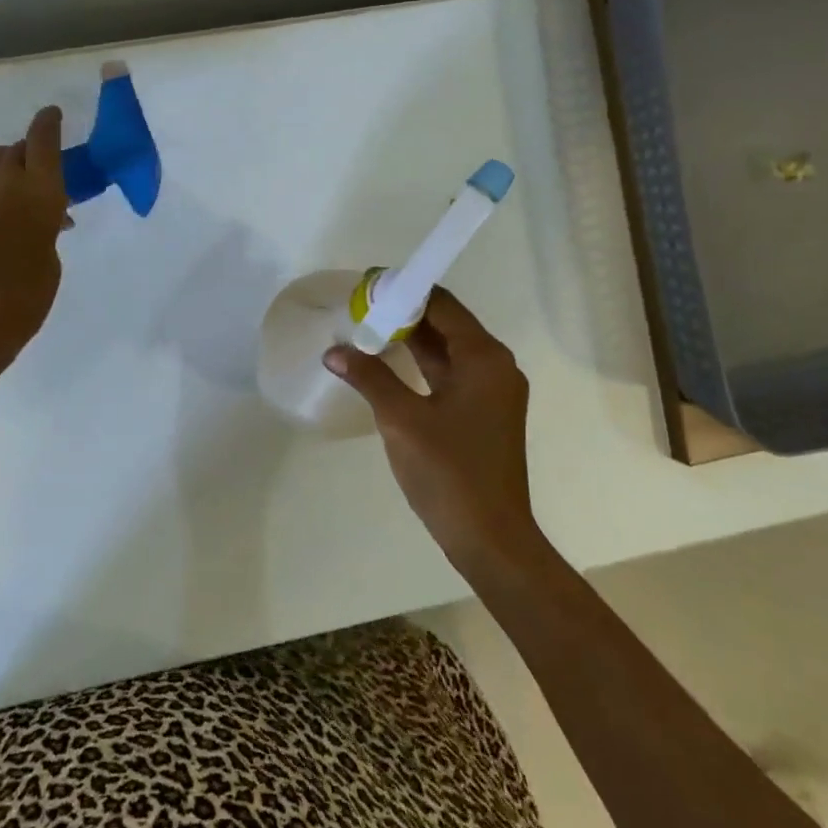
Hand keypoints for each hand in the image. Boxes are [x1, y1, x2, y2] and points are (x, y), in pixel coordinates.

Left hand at [0, 105, 70, 385]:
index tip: (52, 114)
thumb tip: (45, 216)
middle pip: (14, 149)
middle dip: (29, 152)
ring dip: (2, 164)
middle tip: (39, 172)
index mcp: (37, 193)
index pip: (42, 141)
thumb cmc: (23, 302)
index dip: (48, 123)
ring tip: (11, 184)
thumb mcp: (50, 260)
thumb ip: (48, 227)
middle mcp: (0, 183)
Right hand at [324, 288, 542, 573]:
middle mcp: (494, 366)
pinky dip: (421, 364)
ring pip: (447, 350)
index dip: (405, 291)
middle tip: (361, 307)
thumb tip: (333, 351)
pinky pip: (450, 374)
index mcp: (483, 357)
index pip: (442, 304)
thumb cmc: (449, 473)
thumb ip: (369, 377)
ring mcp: (492, 391)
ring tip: (367, 329)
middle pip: (446, 323)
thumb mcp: (402, 420)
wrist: (491, 540)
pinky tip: (389, 365)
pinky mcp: (484, 413)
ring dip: (411, 339)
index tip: (367, 287)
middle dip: (404, 313)